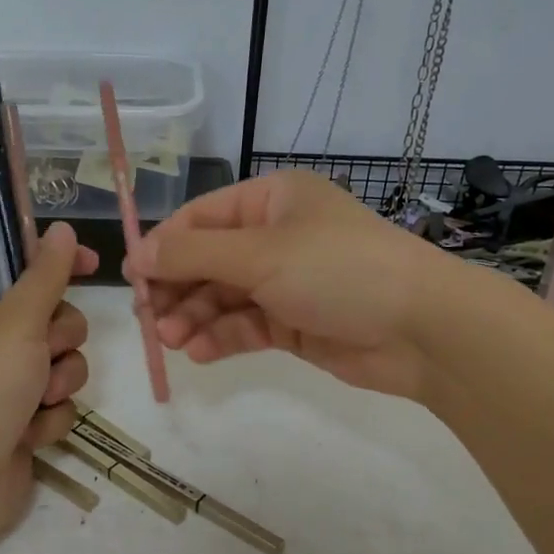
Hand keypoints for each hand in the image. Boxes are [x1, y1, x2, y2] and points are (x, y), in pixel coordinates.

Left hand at [0, 223, 97, 544]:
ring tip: (36, 401)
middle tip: (42, 352)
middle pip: (51, 317)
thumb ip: (46, 276)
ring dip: (58, 381)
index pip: (16, 265)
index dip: (53, 261)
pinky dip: (49, 418)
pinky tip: (28, 434)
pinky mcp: (21, 420)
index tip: (93, 264)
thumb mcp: (14, 323)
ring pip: (62, 362)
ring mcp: (4, 383)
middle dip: (58, 338)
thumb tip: (63, 229)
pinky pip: (58, 403)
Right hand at [126, 171, 481, 401]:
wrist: (421, 329)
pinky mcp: (295, 323)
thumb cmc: (337, 270)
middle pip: (209, 260)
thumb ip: (194, 255)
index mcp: (271, 201)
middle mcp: (276, 236)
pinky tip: (200, 352)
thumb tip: (138, 255)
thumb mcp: (260, 254)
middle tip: (149, 319)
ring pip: (224, 296)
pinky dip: (222, 337)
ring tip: (173, 340)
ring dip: (195, 317)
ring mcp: (286, 282)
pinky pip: (246, 325)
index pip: (201, 218)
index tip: (131, 278)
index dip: (164, 246)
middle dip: (178, 288)